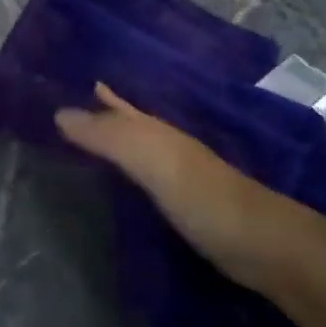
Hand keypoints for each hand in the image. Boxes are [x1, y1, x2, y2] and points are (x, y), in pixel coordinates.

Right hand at [56, 83, 325, 299]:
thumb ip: (110, 138)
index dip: (100, 95)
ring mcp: (182, 177)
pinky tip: (125, 179)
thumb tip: (58, 113)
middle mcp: (170, 146)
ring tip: (90, 135)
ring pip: (141, 147)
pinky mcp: (189, 207)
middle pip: (132, 121)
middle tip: (74, 100)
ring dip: (117, 138)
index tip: (71, 79)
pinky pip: (148, 176)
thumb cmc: (207, 198)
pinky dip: (131, 169)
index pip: (121, 106)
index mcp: (160, 130)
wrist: (267, 247)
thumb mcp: (153, 161)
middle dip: (107, 110)